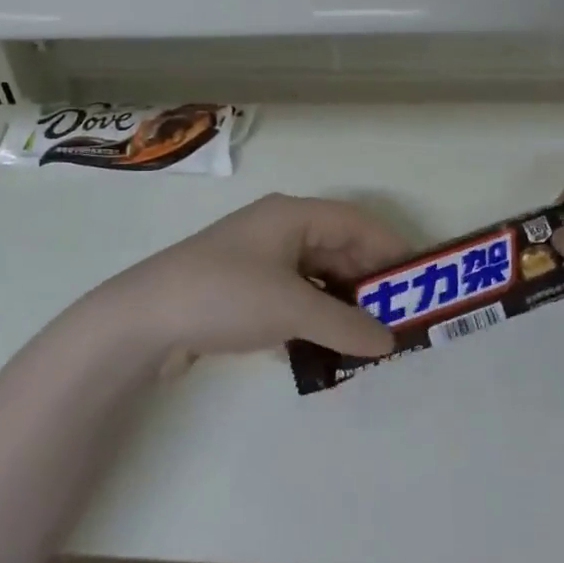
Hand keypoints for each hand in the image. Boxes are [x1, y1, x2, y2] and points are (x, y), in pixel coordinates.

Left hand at [60, 193, 408, 373]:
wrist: (143, 319)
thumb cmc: (225, 295)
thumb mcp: (292, 309)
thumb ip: (346, 325)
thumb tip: (390, 341)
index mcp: (293, 216)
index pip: (358, 223)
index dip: (392, 250)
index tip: (419, 284)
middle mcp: (278, 230)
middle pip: (338, 250)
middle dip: (368, 284)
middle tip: (397, 320)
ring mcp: (258, 260)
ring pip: (316, 277)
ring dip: (341, 305)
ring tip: (367, 339)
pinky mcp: (242, 290)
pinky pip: (293, 298)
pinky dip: (314, 317)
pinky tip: (326, 346)